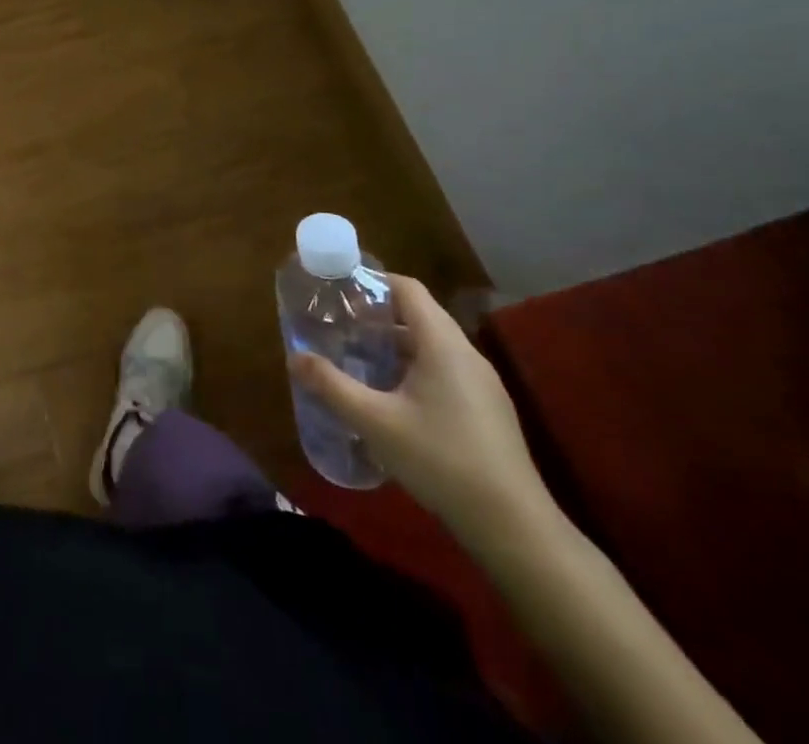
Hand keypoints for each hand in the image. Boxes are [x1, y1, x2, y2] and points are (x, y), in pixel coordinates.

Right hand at [289, 273, 551, 549]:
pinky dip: (414, 368)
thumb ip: (332, 386)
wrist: (514, 528)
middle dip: (377, 315)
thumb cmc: (441, 460)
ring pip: (432, 345)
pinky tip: (392, 398)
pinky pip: (445, 370)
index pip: (408, 288)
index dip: (373, 280)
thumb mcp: (375, 422)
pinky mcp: (487, 411)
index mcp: (443, 344)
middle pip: (419, 314)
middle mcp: (466, 354)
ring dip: (395, 344)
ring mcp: (482, 384)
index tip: (339, 290)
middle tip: (340, 325)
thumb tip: (294, 358)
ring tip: (358, 358)